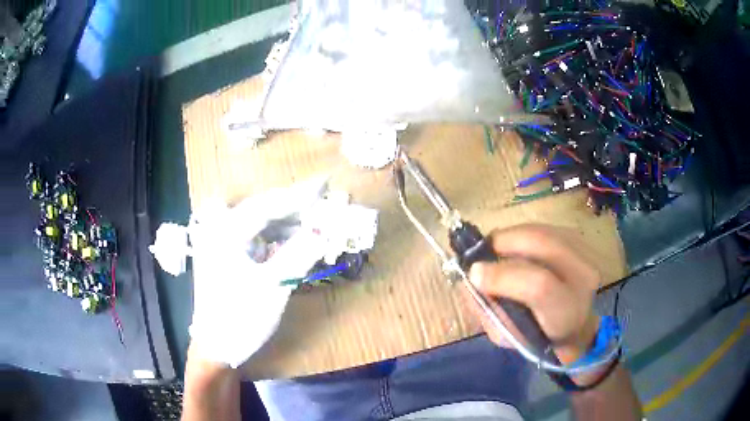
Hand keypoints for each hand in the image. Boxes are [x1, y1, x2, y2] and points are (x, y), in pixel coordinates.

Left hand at [187, 178, 328, 367]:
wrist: (216, 347)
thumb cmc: (240, 319)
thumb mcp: (273, 287)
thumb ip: (299, 254)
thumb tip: (325, 229)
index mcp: (226, 234)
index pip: (267, 206)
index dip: (298, 196)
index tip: (325, 185)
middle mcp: (221, 232)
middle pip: (262, 210)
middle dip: (294, 207)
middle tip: (323, 203)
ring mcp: (222, 244)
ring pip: (259, 223)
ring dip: (287, 223)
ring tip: (314, 223)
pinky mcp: (228, 257)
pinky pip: (256, 238)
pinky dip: (277, 238)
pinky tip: (293, 241)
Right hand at [467, 224, 601, 364]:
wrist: (575, 325)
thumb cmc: (538, 335)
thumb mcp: (508, 336)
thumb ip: (487, 309)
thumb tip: (469, 277)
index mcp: (566, 313)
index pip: (539, 287)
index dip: (503, 276)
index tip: (474, 273)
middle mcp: (583, 278)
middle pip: (543, 244)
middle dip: (504, 242)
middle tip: (482, 251)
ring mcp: (586, 254)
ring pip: (542, 231)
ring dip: (512, 236)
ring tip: (496, 249)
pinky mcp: (581, 240)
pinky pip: (545, 227)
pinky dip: (523, 234)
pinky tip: (515, 247)